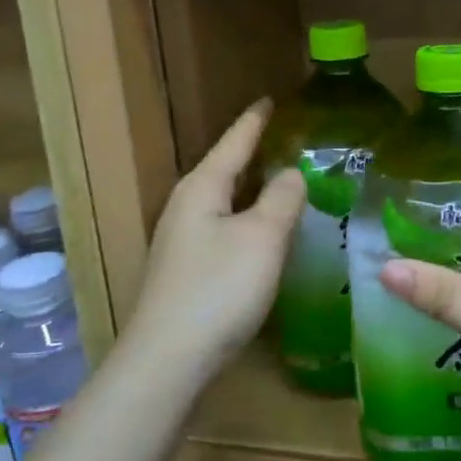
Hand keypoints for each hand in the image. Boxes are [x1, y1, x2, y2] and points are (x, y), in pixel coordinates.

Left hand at [127, 98, 305, 377]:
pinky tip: (261, 234)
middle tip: (284, 140)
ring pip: (222, 202)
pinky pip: (222, 230)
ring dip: (250, 190)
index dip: (254, 121)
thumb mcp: (262, 238)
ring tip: (280, 181)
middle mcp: (186, 208)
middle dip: (252, 154)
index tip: (269, 100)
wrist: (169, 360)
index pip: (234, 142)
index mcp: (202, 188)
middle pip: (224, 170)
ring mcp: (182, 242)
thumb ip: (282, 199)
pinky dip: (245, 221)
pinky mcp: (187, 272)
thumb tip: (291, 172)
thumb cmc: (219, 289)